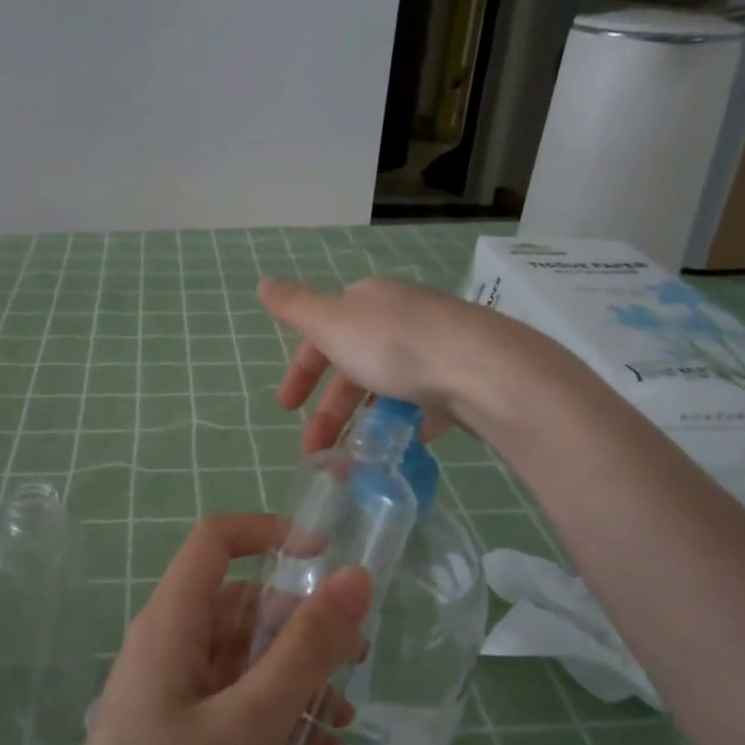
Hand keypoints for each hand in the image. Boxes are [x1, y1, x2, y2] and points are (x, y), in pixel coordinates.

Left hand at [34, 514, 369, 744]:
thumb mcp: (249, 724)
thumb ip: (305, 649)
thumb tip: (356, 577)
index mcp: (172, 624)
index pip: (216, 541)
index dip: (270, 532)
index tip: (329, 557)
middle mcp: (171, 646)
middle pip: (243, 604)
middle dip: (302, 625)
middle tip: (357, 662)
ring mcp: (175, 693)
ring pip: (247, 658)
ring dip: (298, 679)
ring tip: (342, 723)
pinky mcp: (183, 736)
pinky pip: (239, 703)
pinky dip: (279, 717)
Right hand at [257, 276, 490, 452]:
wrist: (482, 369)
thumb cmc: (395, 345)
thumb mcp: (332, 324)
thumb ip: (294, 308)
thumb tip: (262, 282)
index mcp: (368, 302)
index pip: (322, 334)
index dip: (301, 371)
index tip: (286, 409)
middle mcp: (401, 318)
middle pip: (353, 366)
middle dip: (330, 411)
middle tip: (316, 452)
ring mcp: (435, 348)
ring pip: (387, 387)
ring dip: (364, 422)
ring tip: (355, 461)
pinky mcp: (461, 378)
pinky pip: (424, 403)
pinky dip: (405, 424)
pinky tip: (400, 447)